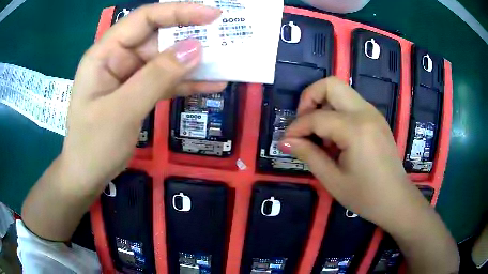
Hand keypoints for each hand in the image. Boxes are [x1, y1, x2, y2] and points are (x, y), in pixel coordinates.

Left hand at [61, 3, 225, 191]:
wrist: (87, 176)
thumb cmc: (94, 145)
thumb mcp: (123, 110)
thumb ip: (157, 77)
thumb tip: (196, 48)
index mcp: (105, 53)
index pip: (144, 19)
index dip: (178, 12)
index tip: (212, 15)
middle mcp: (118, 58)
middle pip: (158, 38)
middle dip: (190, 38)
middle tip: (225, 40)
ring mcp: (128, 76)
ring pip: (165, 61)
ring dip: (193, 64)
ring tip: (225, 63)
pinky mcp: (138, 93)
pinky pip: (165, 82)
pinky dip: (186, 84)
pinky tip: (211, 85)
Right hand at [279, 76, 428, 229]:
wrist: (396, 199)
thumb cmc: (365, 196)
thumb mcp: (333, 179)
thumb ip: (308, 155)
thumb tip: (285, 141)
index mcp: (356, 129)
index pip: (316, 117)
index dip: (296, 128)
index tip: (286, 142)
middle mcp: (366, 112)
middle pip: (330, 84)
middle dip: (310, 99)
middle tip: (304, 125)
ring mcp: (373, 113)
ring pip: (341, 92)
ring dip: (324, 106)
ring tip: (320, 135)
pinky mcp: (376, 119)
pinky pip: (351, 104)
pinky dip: (336, 113)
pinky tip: (336, 138)